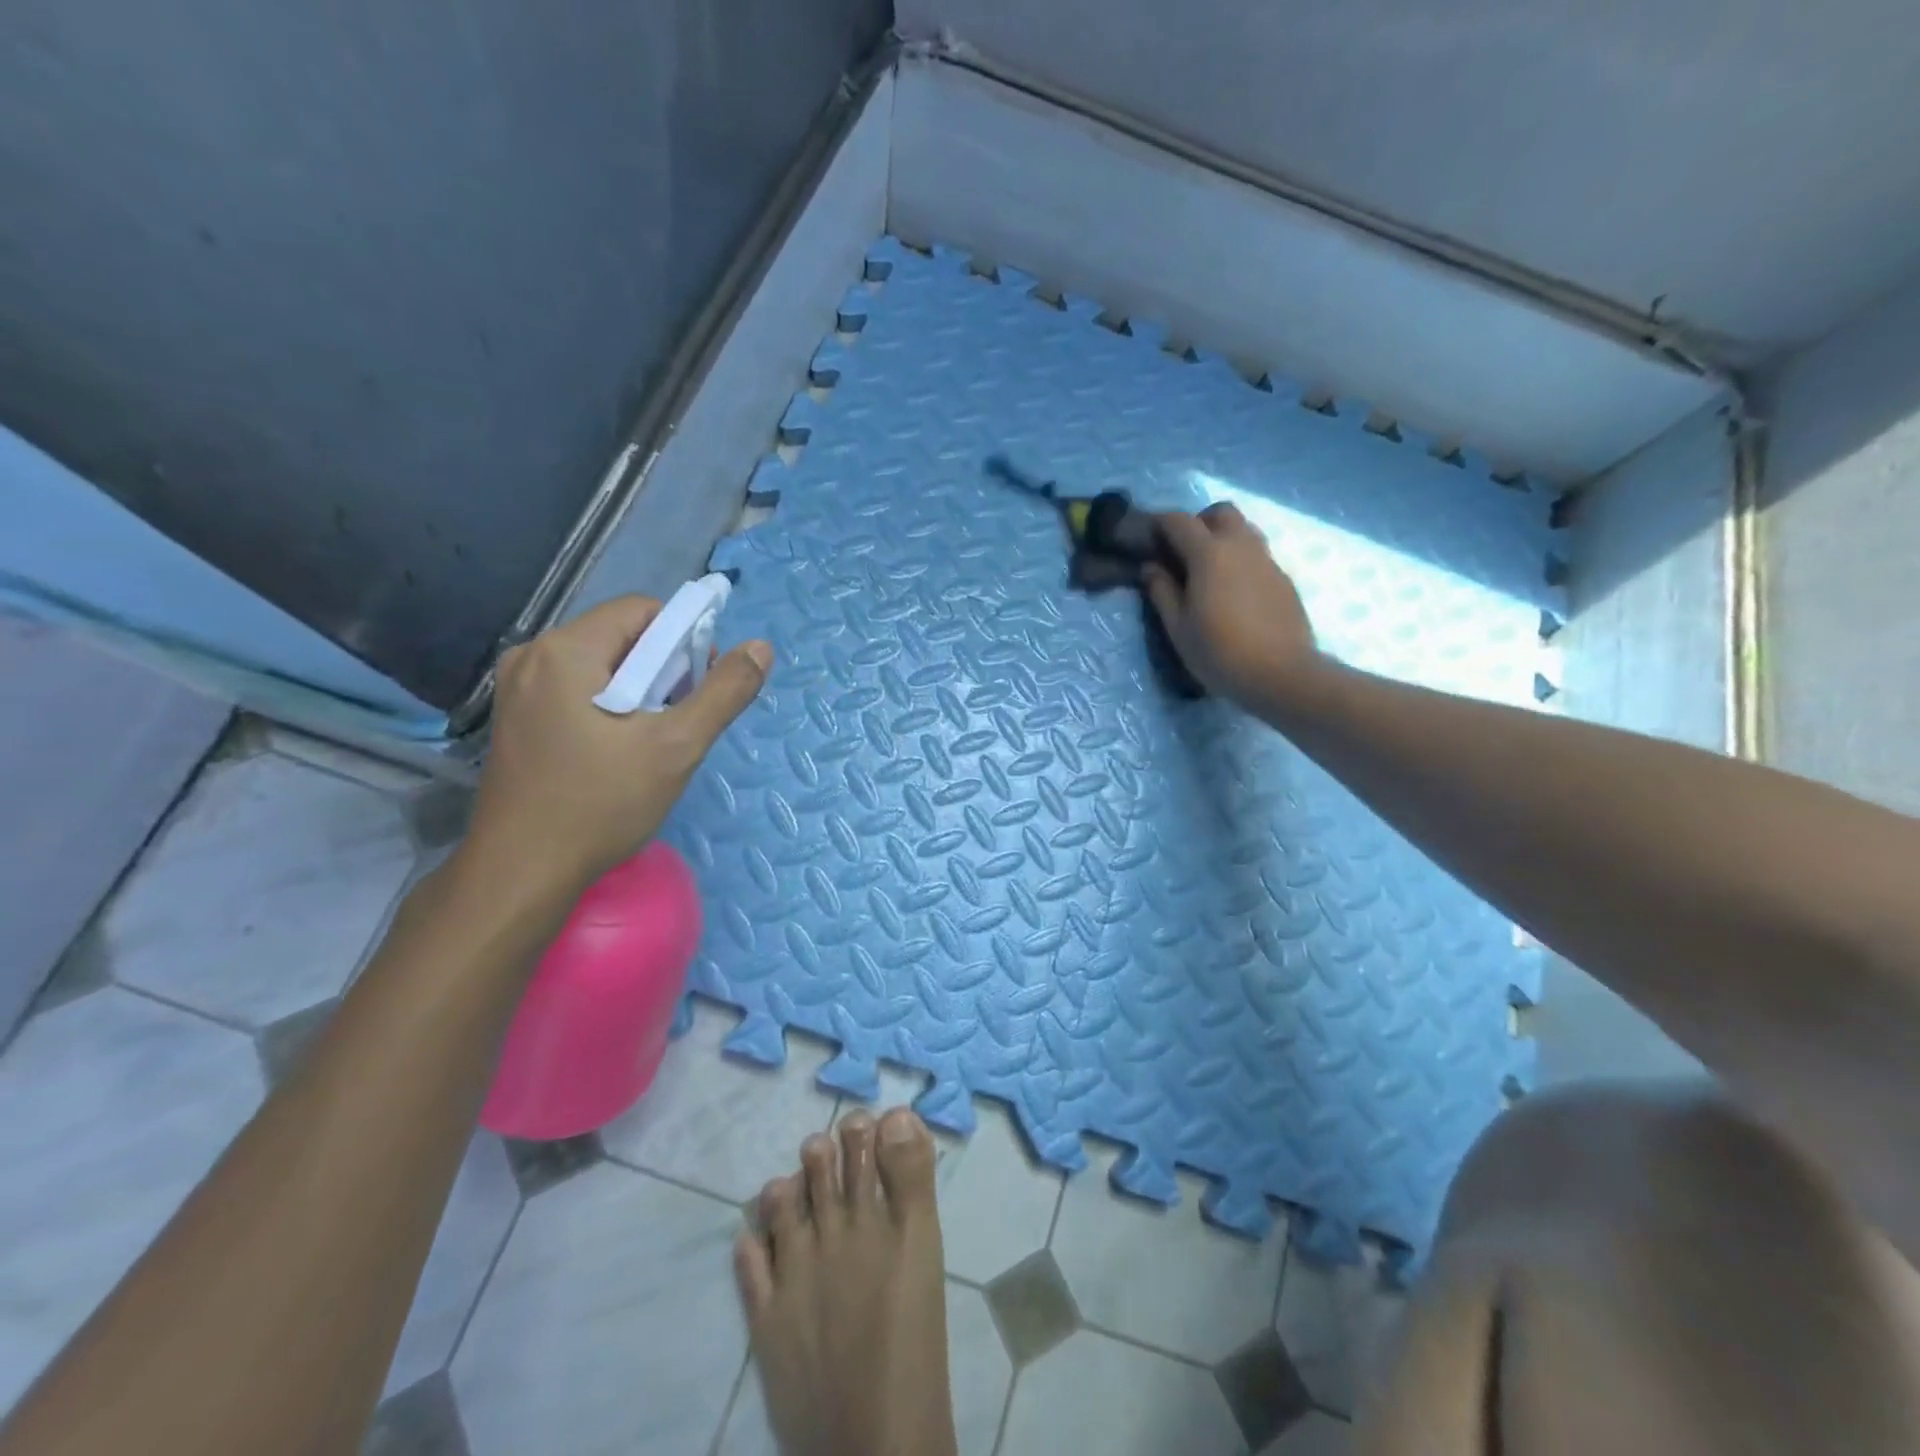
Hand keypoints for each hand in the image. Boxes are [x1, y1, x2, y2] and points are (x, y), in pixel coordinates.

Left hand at [463, 595, 771, 899]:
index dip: (684, 641)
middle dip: (663, 670)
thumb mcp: (676, 746)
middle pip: (621, 636)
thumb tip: (761, 648)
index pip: (642, 611)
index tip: (699, 690)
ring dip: (640, 691)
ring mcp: (517, 689)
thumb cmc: (600, 804)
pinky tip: (619, 751)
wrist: (521, 873)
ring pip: (601, 666)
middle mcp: (532, 656)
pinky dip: (611, 707)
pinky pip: (578, 690)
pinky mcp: (516, 719)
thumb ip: (724, 692)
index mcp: (564, 650)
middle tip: (679, 722)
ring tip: (652, 741)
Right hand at [1142, 503, 1319, 709]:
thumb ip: (1162, 591)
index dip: (1158, 523)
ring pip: (1244, 530)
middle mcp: (1241, 546)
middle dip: (1198, 523)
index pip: (1178, 520)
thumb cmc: (1219, 652)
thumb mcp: (1178, 628)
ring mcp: (1267, 561)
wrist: (1281, 674)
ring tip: (1208, 572)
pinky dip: (1240, 561)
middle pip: (1220, 513)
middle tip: (1182, 552)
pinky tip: (1233, 593)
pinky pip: (1257, 555)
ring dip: (1222, 539)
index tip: (1145, 536)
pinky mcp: (1283, 579)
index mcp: (1209, 554)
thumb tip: (1150, 567)